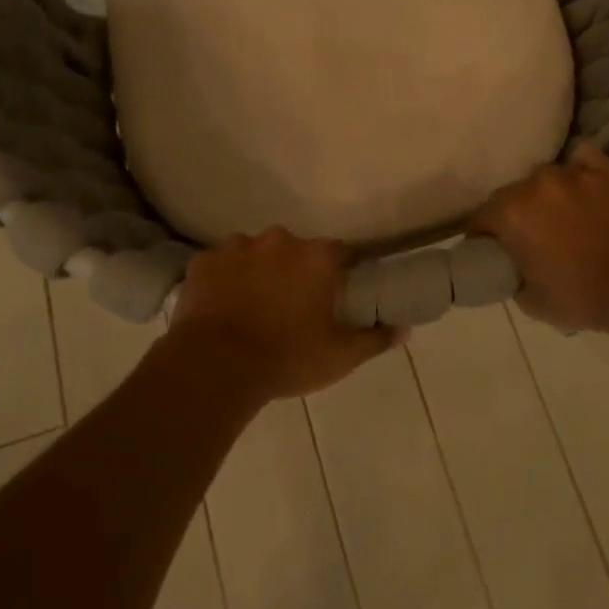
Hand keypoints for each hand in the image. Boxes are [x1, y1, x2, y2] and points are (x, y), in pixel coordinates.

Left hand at [164, 227, 399, 405]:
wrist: (216, 367)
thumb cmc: (287, 358)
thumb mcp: (340, 355)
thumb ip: (375, 338)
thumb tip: (405, 329)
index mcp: (316, 257)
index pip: (340, 253)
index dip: (339, 272)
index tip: (334, 294)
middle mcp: (279, 241)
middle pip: (295, 250)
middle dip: (295, 271)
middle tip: (291, 306)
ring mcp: (237, 247)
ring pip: (255, 254)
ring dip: (258, 272)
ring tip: (252, 307)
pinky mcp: (203, 262)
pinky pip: (220, 266)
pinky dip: (224, 280)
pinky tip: (222, 307)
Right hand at [469, 145, 608, 335]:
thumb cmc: (583, 298)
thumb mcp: (531, 302)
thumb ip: (513, 275)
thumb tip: (513, 266)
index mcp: (511, 213)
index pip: (480, 219)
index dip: (482, 236)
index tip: (491, 250)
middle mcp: (537, 184)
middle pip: (511, 195)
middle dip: (515, 214)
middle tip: (531, 237)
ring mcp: (574, 172)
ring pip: (546, 178)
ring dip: (547, 195)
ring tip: (564, 216)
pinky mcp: (607, 169)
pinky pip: (582, 159)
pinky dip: (579, 171)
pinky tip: (585, 188)